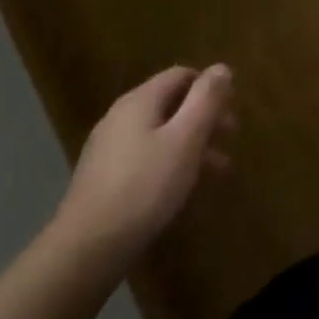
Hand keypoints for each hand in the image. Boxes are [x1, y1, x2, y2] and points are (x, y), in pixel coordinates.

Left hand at [51, 64, 234, 275]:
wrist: (85, 251)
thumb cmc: (144, 187)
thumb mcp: (186, 139)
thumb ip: (206, 100)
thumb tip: (221, 68)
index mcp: (140, 101)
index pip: (182, 75)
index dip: (210, 87)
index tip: (233, 108)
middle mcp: (121, 117)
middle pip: (171, 104)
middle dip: (205, 118)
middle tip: (231, 138)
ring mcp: (109, 150)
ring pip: (160, 134)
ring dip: (192, 144)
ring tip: (218, 170)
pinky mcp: (104, 180)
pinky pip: (146, 158)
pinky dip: (171, 163)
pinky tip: (185, 188)